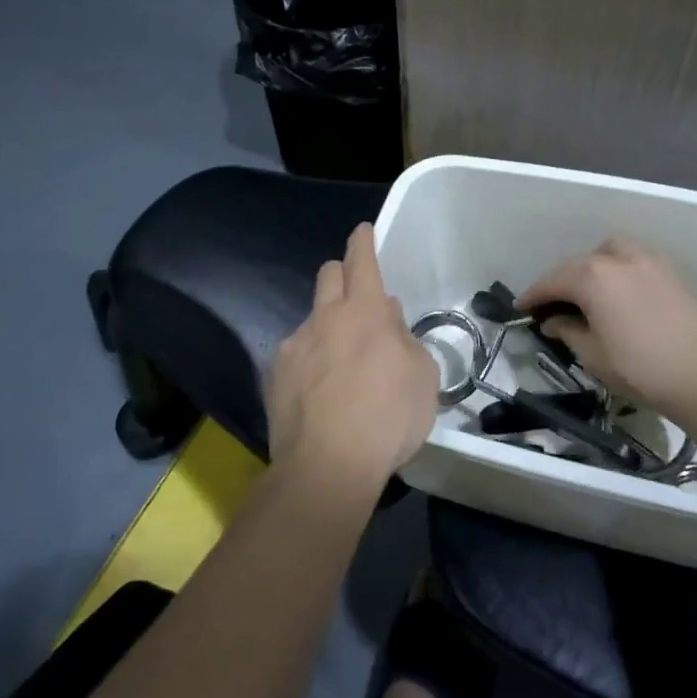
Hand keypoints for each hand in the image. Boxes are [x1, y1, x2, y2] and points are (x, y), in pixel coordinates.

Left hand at [267, 224, 439, 487]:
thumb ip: (404, 338)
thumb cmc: (388, 417)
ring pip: (312, 317)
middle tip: (358, 297)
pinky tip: (319, 391)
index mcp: (364, 312)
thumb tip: (387, 317)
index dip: (363, 241)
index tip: (362, 231)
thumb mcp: (421, 376)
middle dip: (343, 274)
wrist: (327, 466)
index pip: (361, 260)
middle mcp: (324, 318)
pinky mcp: (274, 375)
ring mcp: (294, 345)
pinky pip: (296, 353)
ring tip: (342, 363)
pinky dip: (310, 360)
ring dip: (328, 325)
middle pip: (328, 275)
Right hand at [520, 236, 696, 422]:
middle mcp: (617, 259)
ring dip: (590, 268)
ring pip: (608, 253)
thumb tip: (553, 321)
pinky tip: (617, 294)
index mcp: (592, 276)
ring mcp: (648, 261)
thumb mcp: (593, 355)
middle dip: (560, 281)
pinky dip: (616, 271)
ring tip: (585, 293)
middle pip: (578, 264)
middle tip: (549, 305)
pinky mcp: (670, 272)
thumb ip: (568, 331)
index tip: (520, 309)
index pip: (551, 281)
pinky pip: (632, 261)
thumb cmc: (640, 367)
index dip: (533, 295)